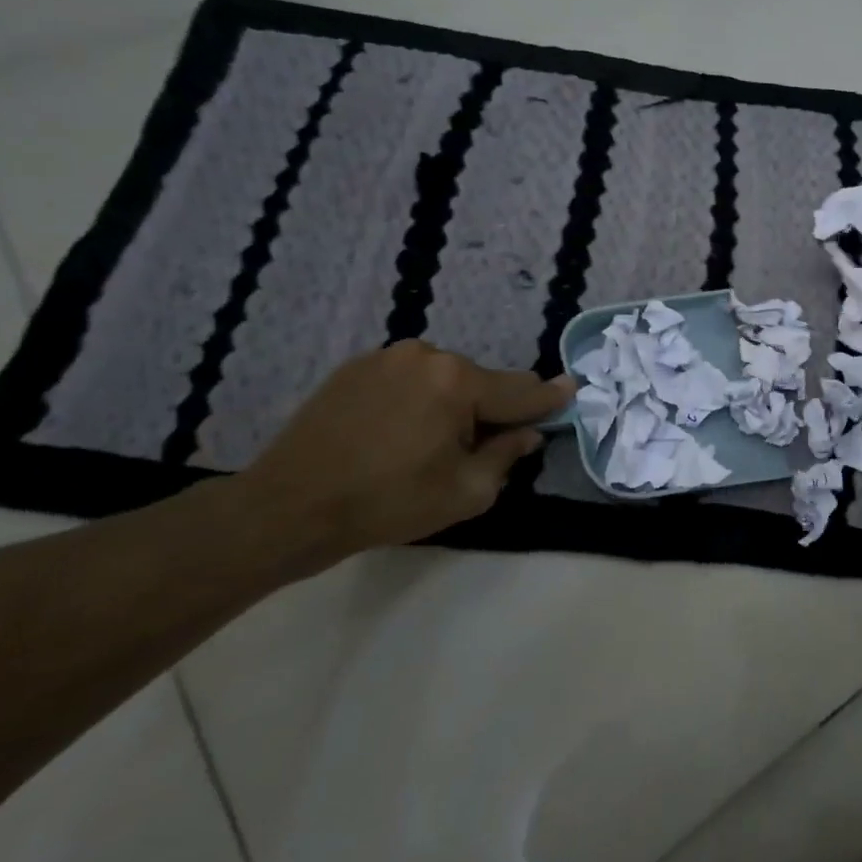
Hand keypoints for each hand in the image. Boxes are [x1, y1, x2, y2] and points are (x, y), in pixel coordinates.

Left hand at [234, 341, 573, 568]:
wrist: (288, 507)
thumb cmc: (388, 503)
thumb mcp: (466, 492)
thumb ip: (506, 455)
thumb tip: (527, 433)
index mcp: (458, 381)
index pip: (521, 390)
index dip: (549, 397)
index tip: (573, 388)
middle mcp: (426, 355)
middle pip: (482, 382)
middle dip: (491, 409)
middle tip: (482, 446)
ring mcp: (386, 357)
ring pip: (445, 379)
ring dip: (453, 404)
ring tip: (430, 445)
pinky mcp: (355, 367)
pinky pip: (409, 379)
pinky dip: (419, 400)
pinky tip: (398, 433)